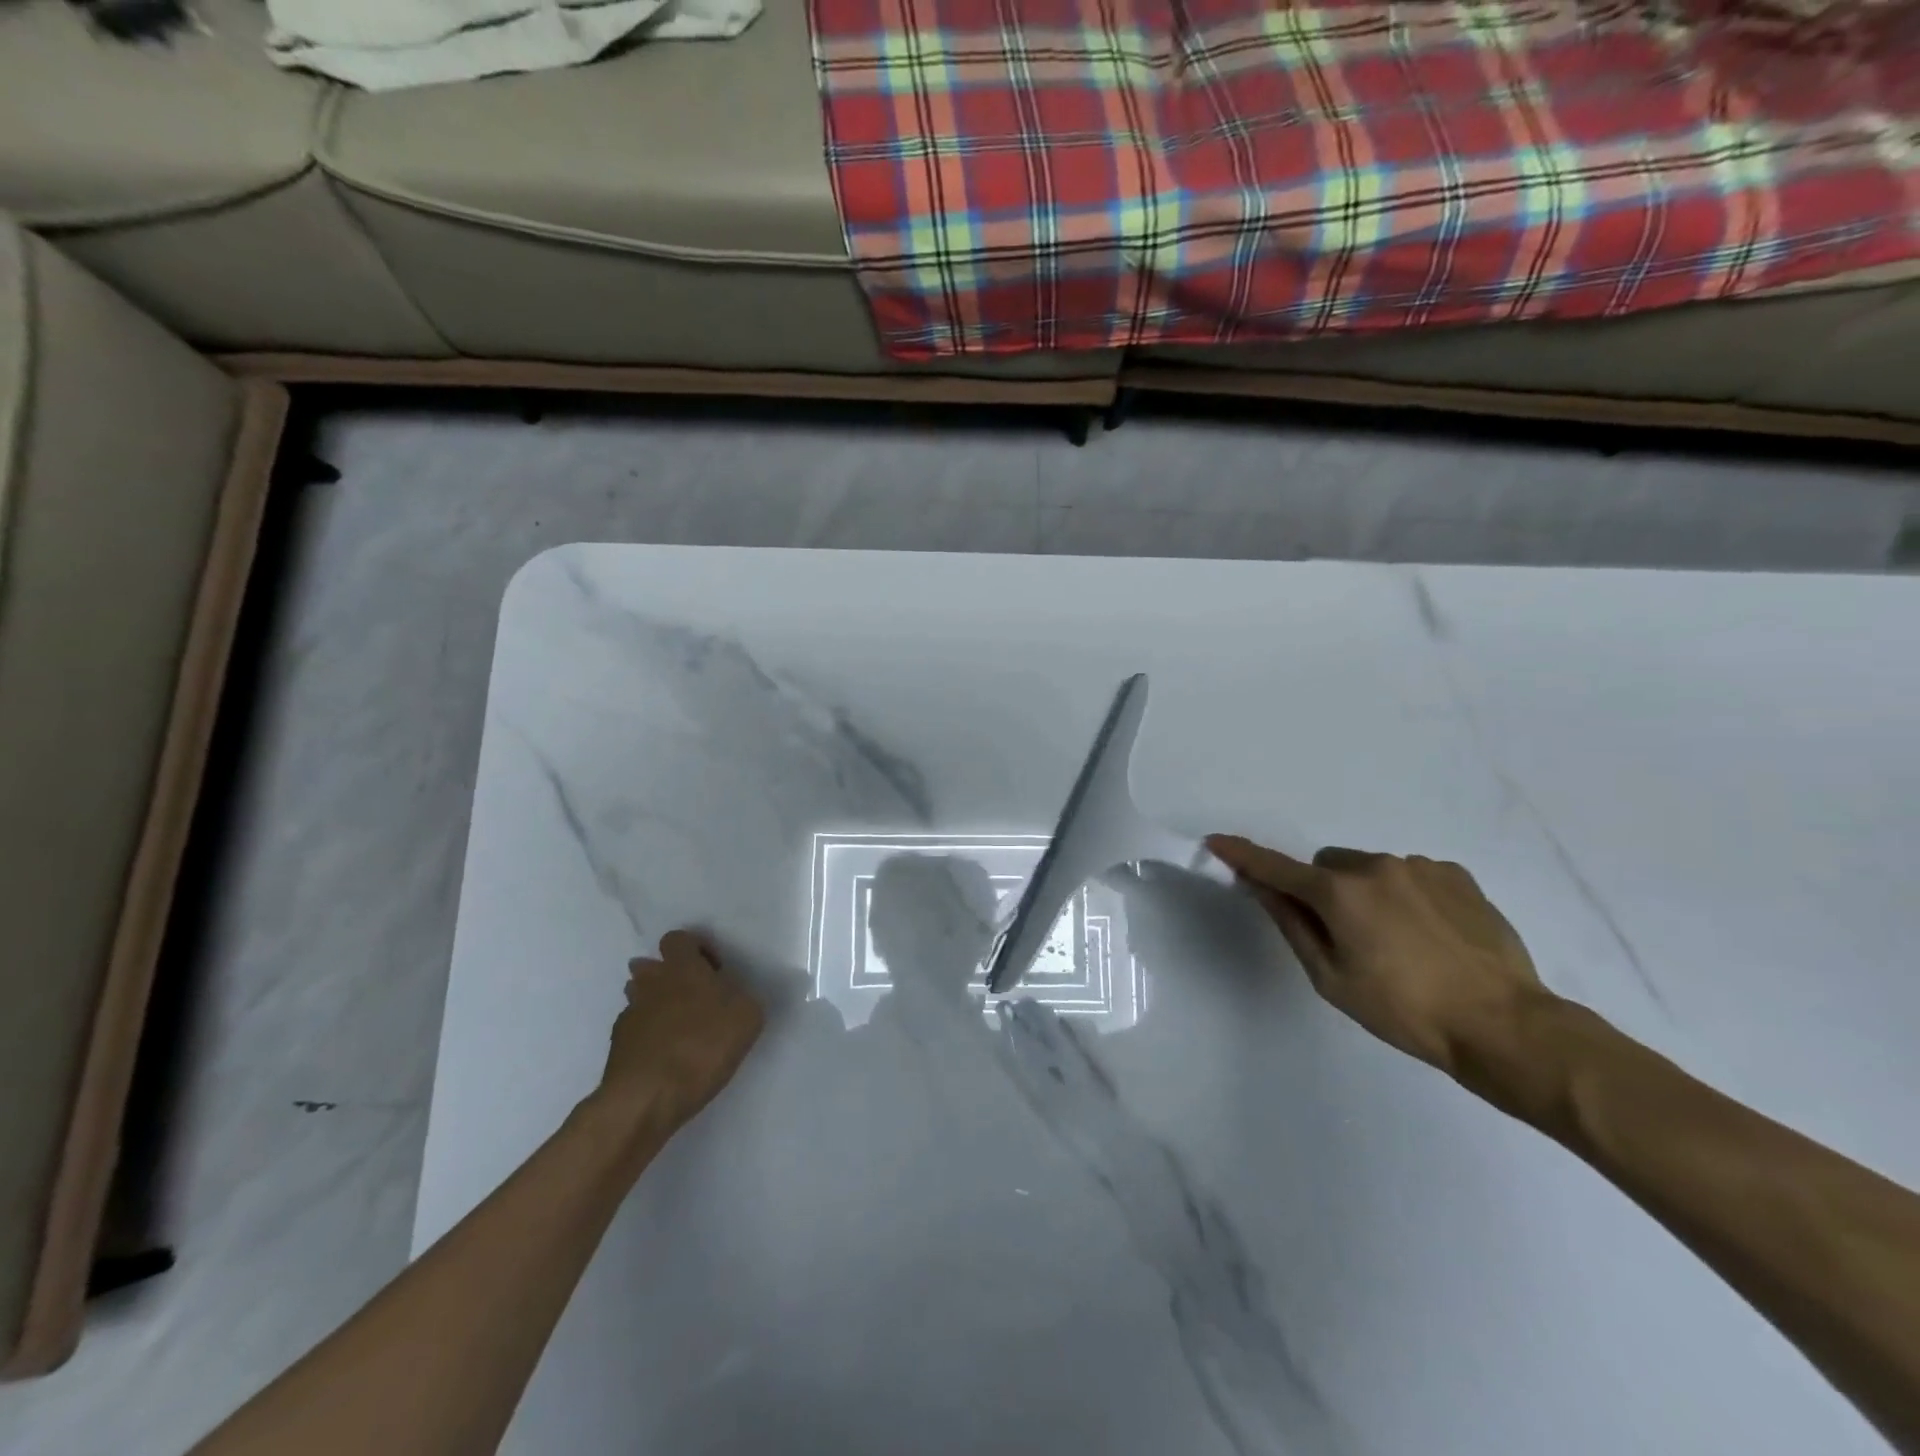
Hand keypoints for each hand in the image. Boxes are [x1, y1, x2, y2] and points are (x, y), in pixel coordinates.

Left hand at [591, 930, 763, 1143]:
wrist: (646, 1098)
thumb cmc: (702, 1047)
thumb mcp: (748, 1017)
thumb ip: (743, 997)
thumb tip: (733, 996)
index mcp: (682, 968)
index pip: (678, 938)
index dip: (696, 949)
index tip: (714, 971)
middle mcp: (650, 983)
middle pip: (651, 966)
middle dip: (669, 976)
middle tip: (694, 999)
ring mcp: (629, 1014)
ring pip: (639, 996)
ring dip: (656, 1004)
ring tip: (679, 1028)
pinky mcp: (617, 1046)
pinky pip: (634, 1029)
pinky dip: (647, 1035)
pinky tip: (664, 1056)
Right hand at [1206, 835, 1547, 1073]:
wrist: (1504, 1024)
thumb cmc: (1404, 1011)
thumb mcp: (1332, 978)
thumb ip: (1293, 926)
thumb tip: (1262, 889)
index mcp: (1340, 893)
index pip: (1276, 868)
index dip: (1242, 856)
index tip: (1216, 842)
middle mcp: (1375, 866)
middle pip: (1326, 867)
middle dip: (1322, 891)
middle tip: (1345, 937)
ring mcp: (1419, 866)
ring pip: (1368, 869)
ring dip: (1365, 893)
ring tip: (1398, 943)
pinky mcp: (1456, 874)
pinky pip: (1409, 874)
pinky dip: (1403, 894)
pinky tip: (1429, 935)